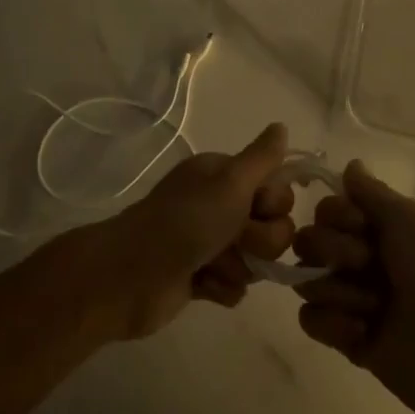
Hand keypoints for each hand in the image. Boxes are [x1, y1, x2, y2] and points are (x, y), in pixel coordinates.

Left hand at [89, 123, 295, 338]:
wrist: (133, 276)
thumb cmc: (185, 222)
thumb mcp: (229, 182)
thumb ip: (262, 157)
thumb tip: (281, 125)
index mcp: (223, 177)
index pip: (278, 190)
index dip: (274, 204)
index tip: (255, 208)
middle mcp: (219, 205)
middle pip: (273, 228)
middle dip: (260, 241)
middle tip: (234, 240)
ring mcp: (211, 244)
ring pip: (256, 260)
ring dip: (238, 266)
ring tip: (210, 266)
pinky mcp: (202, 278)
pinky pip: (236, 287)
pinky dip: (221, 288)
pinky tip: (200, 285)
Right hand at [292, 161, 414, 413]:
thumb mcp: (410, 220)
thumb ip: (371, 192)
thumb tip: (351, 164)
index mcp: (379, 229)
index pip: (327, 209)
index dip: (336, 216)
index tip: (360, 226)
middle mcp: (359, 259)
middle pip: (308, 241)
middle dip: (334, 252)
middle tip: (367, 266)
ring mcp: (348, 298)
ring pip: (306, 279)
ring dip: (340, 292)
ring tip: (373, 309)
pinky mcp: (341, 336)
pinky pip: (309, 318)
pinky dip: (334, 325)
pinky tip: (362, 332)